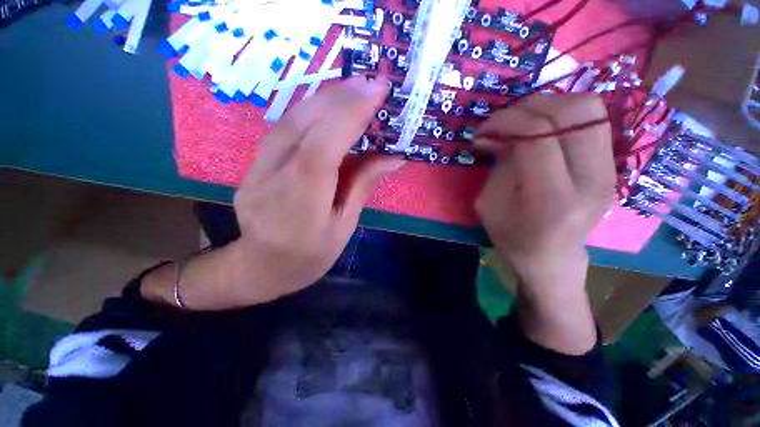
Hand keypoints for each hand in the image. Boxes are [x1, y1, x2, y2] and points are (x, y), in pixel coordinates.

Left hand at [228, 77, 401, 305]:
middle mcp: (274, 177)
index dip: (350, 114)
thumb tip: (394, 156)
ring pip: (291, 119)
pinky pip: (284, 127)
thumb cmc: (311, 254)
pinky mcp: (254, 163)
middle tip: (372, 83)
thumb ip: (363, 185)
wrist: (262, 266)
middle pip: (305, 123)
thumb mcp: (344, 225)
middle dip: (341, 97)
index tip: (378, 91)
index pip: (324, 146)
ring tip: (354, 87)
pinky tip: (328, 104)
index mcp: (302, 201)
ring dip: (325, 97)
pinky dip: (310, 110)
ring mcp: (257, 167)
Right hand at [474, 94, 614, 353]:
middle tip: (504, 120)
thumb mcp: (489, 204)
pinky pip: (592, 120)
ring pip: (589, 108)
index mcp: (552, 198)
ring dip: (549, 104)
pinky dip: (563, 113)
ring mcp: (607, 170)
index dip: (507, 121)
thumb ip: (497, 163)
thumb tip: (491, 133)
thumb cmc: (513, 237)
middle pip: (573, 112)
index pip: (538, 136)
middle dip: (529, 106)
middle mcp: (590, 180)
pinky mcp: (610, 165)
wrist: (553, 259)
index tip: (484, 128)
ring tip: (522, 119)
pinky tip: (541, 127)